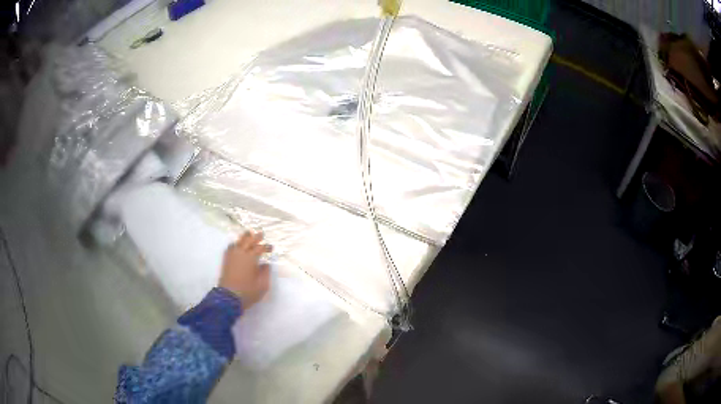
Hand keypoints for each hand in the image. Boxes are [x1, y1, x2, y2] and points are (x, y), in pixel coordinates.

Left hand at [219, 231, 271, 308]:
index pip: (259, 248)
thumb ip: (265, 273)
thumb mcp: (263, 285)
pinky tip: (237, 244)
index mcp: (250, 258)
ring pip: (238, 242)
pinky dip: (235, 243)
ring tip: (248, 234)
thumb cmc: (248, 292)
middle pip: (248, 241)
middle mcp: (240, 254)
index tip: (271, 248)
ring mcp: (232, 257)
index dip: (266, 247)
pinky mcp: (226, 261)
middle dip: (255, 237)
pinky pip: (230, 247)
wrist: (229, 298)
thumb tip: (265, 264)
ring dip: (244, 237)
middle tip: (261, 233)